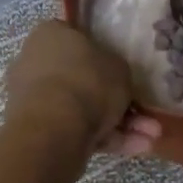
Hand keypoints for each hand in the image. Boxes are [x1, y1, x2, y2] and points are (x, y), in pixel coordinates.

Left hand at [4, 21, 162, 156]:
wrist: (55, 128)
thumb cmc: (88, 81)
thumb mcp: (120, 67)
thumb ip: (117, 69)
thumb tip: (113, 76)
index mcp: (50, 35)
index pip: (77, 38)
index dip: (103, 55)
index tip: (122, 72)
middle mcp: (35, 63)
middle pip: (82, 80)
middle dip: (117, 101)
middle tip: (145, 114)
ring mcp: (33, 99)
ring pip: (83, 109)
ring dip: (119, 125)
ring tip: (149, 139)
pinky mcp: (37, 130)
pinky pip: (76, 130)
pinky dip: (105, 139)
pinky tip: (136, 148)